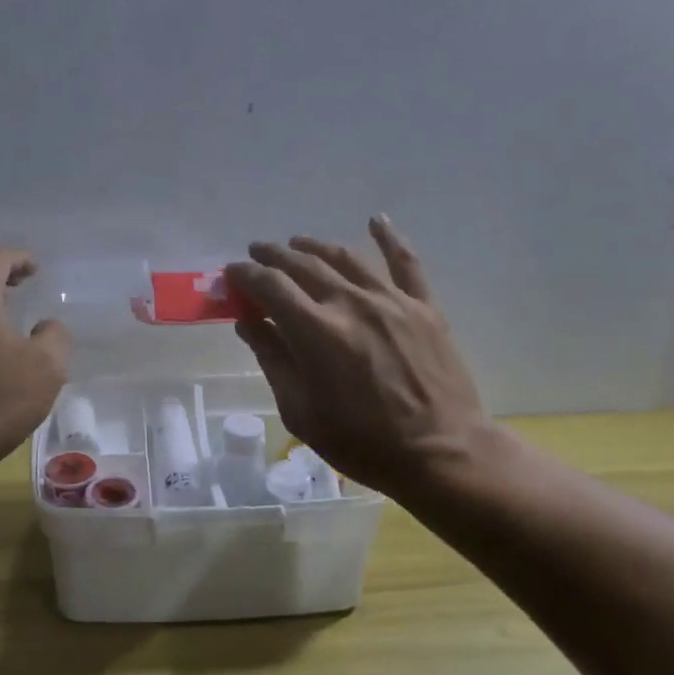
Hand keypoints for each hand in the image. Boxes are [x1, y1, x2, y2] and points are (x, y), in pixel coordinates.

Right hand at [224, 218, 492, 497]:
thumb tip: (248, 322)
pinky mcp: (424, 307)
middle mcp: (350, 303)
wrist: (441, 454)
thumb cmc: (362, 442)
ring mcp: (391, 301)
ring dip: (315, 246)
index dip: (245, 274)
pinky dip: (389, 238)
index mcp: (315, 331)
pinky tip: (376, 221)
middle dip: (274, 255)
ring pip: (345, 258)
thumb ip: (272, 359)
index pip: (269, 286)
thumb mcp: (300, 411)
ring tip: (297, 243)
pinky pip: (406, 263)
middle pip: (303, 264)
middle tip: (258, 253)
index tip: (232, 273)